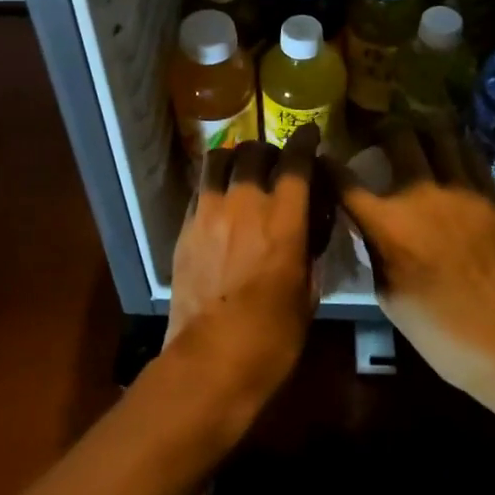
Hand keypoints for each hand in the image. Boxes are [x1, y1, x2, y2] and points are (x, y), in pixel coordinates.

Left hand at [165, 126, 318, 412]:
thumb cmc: (273, 336)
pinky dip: (214, 184)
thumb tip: (308, 228)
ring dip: (235, 159)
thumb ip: (308, 249)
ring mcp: (210, 211)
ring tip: (241, 172)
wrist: (211, 361)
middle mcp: (245, 203)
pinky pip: (200, 188)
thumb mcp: (308, 292)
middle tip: (274, 163)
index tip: (309, 133)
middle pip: (254, 152)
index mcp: (283, 218)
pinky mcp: (185, 226)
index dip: (304, 141)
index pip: (295, 161)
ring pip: (219, 160)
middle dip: (268, 151)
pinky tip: (220, 200)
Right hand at [339, 124, 494, 394]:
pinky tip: (450, 146)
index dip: (328, 164)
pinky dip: (455, 144)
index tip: (323, 155)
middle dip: (379, 126)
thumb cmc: (441, 330)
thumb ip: (375, 251)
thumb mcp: (389, 296)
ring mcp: (462, 189)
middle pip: (397, 137)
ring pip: (439, 134)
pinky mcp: (491, 195)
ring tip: (413, 125)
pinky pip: (471, 154)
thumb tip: (370, 226)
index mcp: (388, 224)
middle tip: (373, 128)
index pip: (346, 181)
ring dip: (421, 125)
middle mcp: (422, 194)